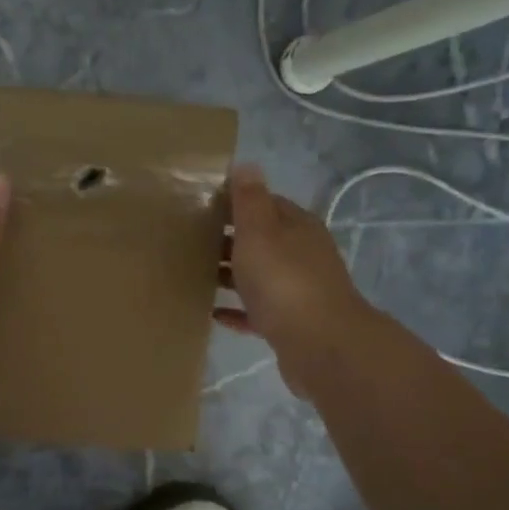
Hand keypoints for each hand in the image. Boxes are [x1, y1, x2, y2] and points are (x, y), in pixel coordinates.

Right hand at [217, 163, 370, 396]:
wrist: (320, 345)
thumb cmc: (284, 281)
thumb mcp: (260, 232)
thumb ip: (250, 201)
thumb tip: (246, 164)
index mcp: (297, 227)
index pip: (265, 204)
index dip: (234, 203)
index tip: (200, 207)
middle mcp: (302, 255)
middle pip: (261, 241)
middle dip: (229, 240)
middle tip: (188, 242)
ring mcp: (298, 291)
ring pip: (259, 277)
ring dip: (231, 275)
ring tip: (194, 275)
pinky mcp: (290, 324)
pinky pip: (257, 312)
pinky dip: (237, 311)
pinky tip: (213, 314)